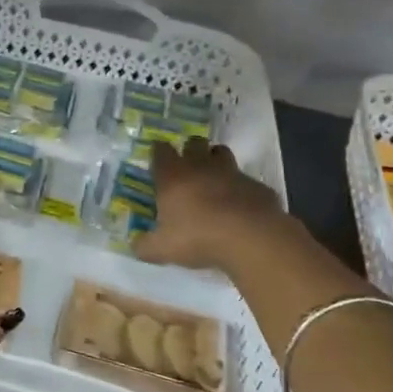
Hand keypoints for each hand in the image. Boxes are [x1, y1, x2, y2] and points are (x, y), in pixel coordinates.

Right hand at [134, 136, 294, 272]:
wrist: (251, 238)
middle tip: (187, 168)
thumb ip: (145, 246)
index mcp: (173, 176)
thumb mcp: (163, 249)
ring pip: (221, 152)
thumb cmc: (198, 237)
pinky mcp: (257, 185)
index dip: (158, 152)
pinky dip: (241, 188)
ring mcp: (232, 173)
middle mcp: (201, 166)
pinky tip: (240, 205)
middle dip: (190, 149)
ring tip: (214, 179)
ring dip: (216, 160)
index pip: (161, 150)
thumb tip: (135, 246)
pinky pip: (246, 180)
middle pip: (194, 142)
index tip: (158, 161)